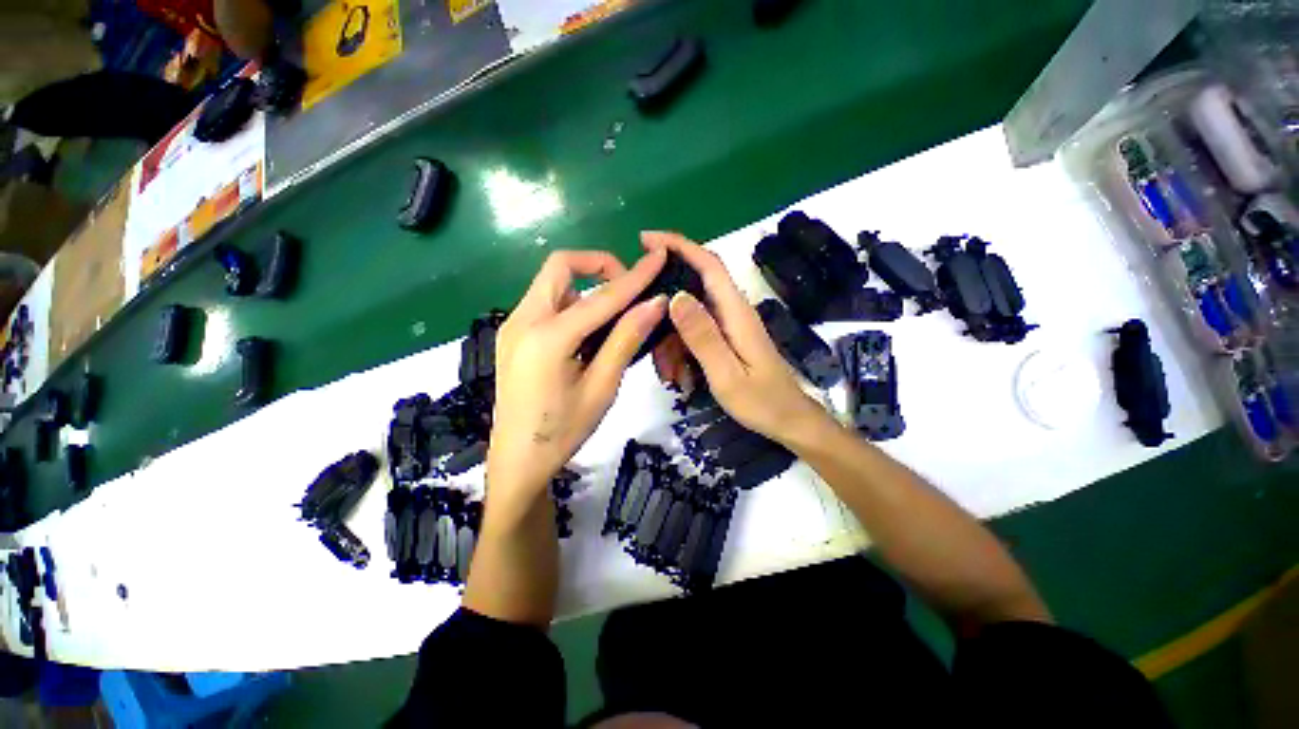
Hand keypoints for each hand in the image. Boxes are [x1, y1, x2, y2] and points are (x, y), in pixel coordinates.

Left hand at [487, 249, 667, 520]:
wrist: (518, 461)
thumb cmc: (564, 431)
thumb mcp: (602, 387)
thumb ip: (626, 339)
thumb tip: (656, 302)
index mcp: (547, 337)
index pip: (601, 296)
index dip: (635, 276)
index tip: (659, 257)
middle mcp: (522, 320)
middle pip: (560, 267)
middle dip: (598, 267)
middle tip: (626, 290)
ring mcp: (512, 326)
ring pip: (551, 284)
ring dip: (584, 287)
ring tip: (610, 317)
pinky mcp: (511, 335)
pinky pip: (544, 303)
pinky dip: (570, 304)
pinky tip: (586, 332)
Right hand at [644, 232, 828, 444]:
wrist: (788, 421)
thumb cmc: (761, 402)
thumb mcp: (726, 374)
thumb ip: (702, 336)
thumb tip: (676, 296)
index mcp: (736, 312)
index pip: (708, 264)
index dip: (679, 246)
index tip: (646, 240)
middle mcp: (732, 311)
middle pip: (691, 289)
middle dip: (664, 309)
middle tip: (646, 336)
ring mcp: (729, 325)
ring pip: (688, 317)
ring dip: (671, 342)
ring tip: (669, 374)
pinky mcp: (726, 338)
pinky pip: (694, 334)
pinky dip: (681, 352)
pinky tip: (681, 377)